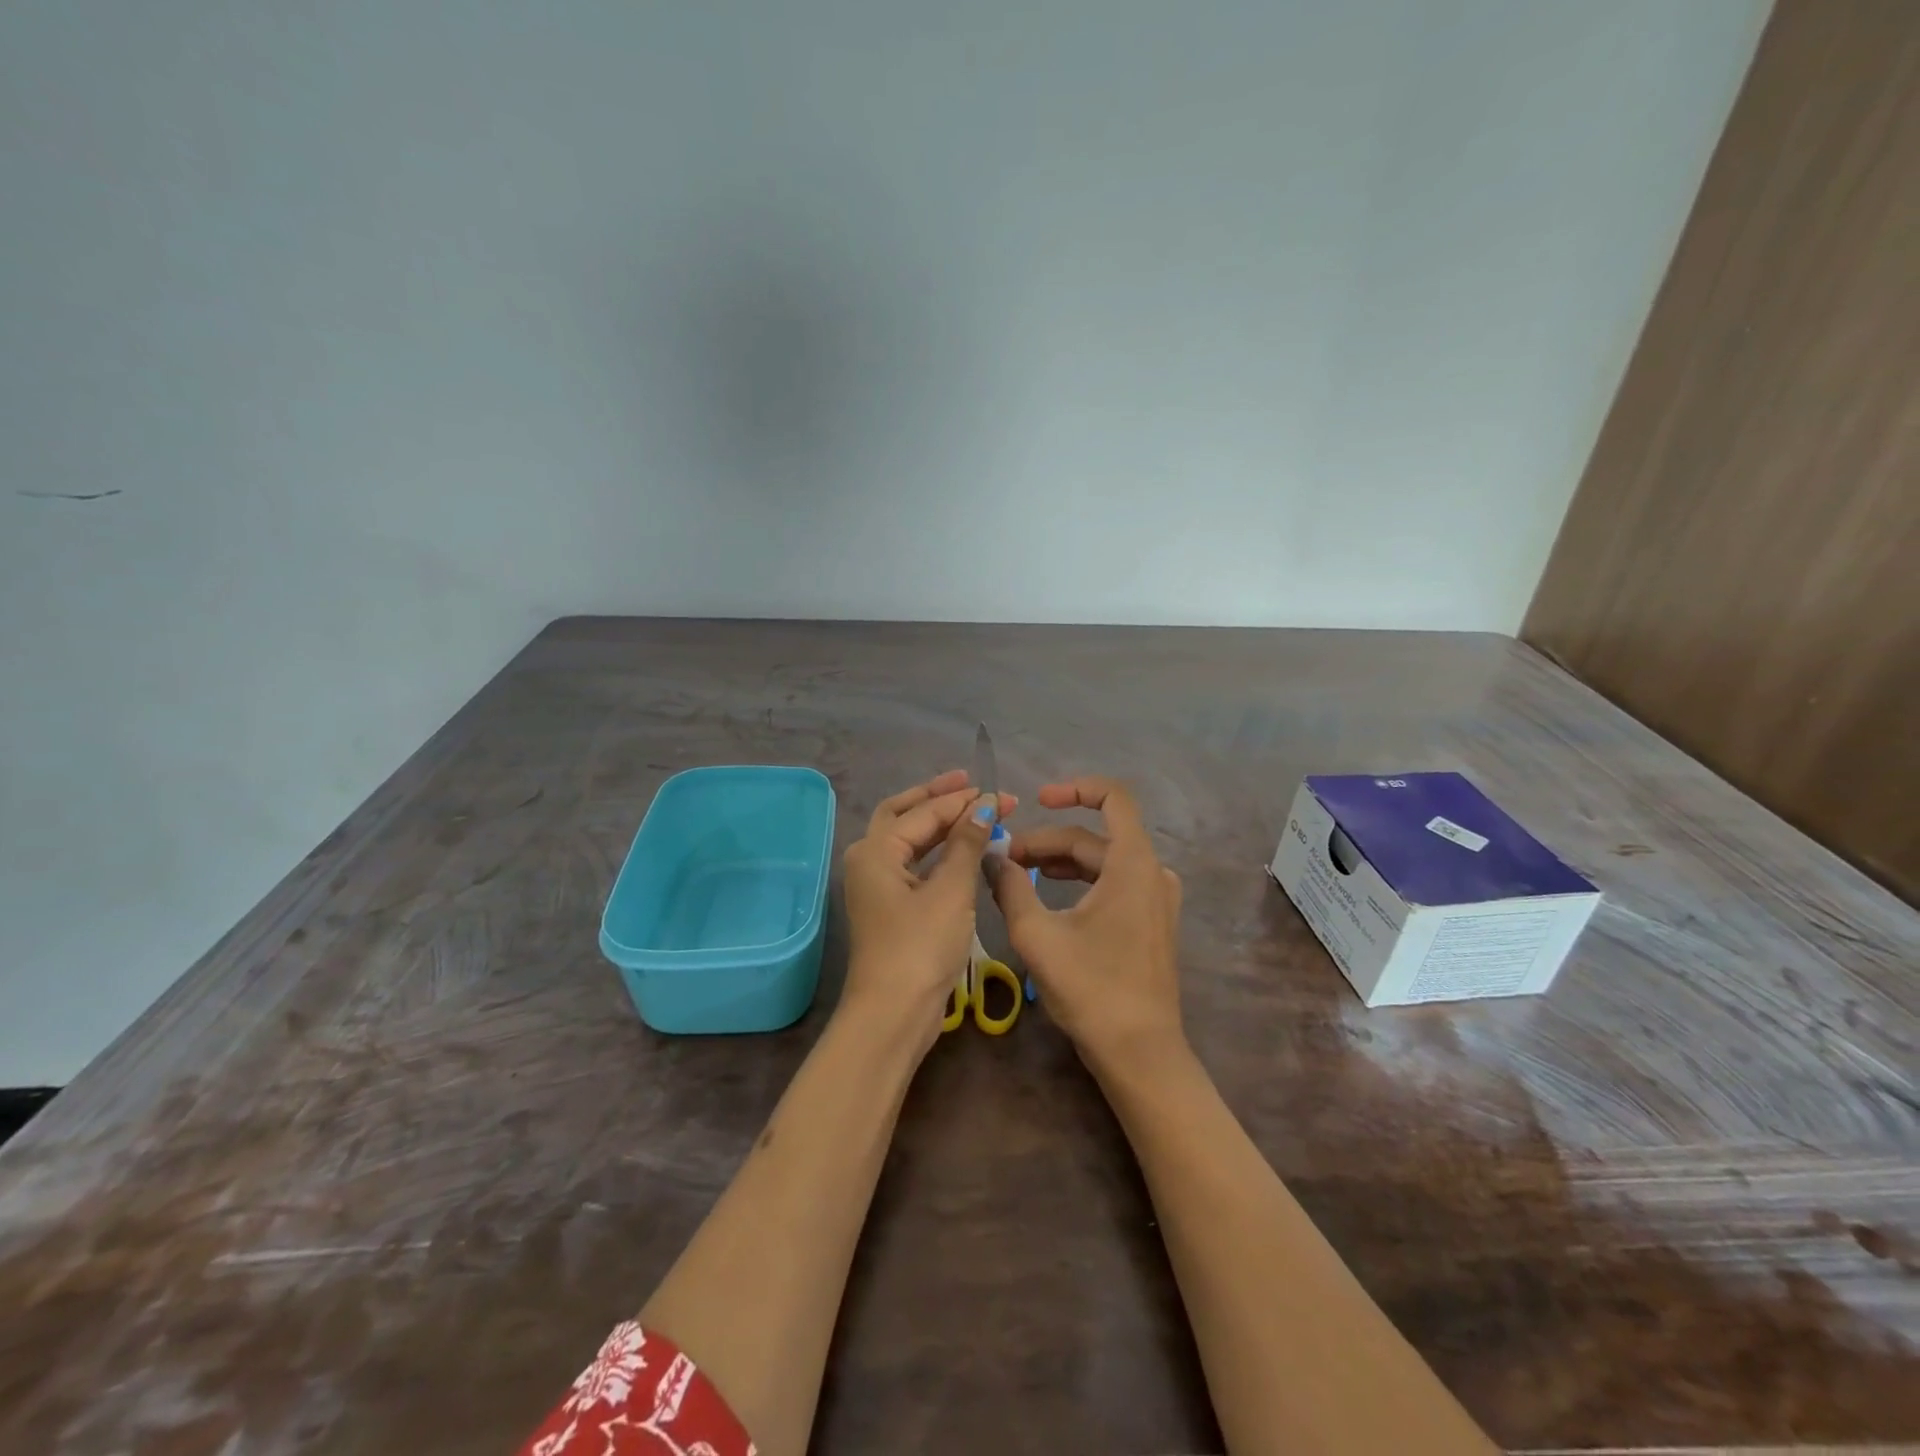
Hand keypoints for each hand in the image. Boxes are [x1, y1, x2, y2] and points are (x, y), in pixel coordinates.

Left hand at [841, 770, 1015, 1045]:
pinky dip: (938, 852)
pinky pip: (914, 864)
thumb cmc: (921, 947)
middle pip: (904, 815)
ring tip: (973, 810)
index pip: (924, 812)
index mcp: (876, 850)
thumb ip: (967, 844)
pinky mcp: (890, 907)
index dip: (963, 801)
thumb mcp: (950, 891)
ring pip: (908, 840)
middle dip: (938, 798)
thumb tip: (983, 805)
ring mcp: (877, 885)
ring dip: (939, 824)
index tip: (999, 793)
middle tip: (971, 783)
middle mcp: (869, 860)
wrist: (893, 1013)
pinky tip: (962, 849)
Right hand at [987, 776, 1183, 1072]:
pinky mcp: (1152, 922)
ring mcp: (1156, 899)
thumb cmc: (1091, 989)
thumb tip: (990, 856)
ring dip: (1059, 862)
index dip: (1074, 789)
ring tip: (1017, 876)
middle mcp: (1152, 872)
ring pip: (1102, 862)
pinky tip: (1047, 897)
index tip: (1037, 800)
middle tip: (1003, 860)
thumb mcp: (1037, 935)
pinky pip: (1113, 883)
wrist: (1139, 1052)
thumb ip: (1010, 887)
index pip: (1113, 798)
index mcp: (1133, 864)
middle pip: (1095, 837)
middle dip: (1046, 842)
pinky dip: (1079, 882)